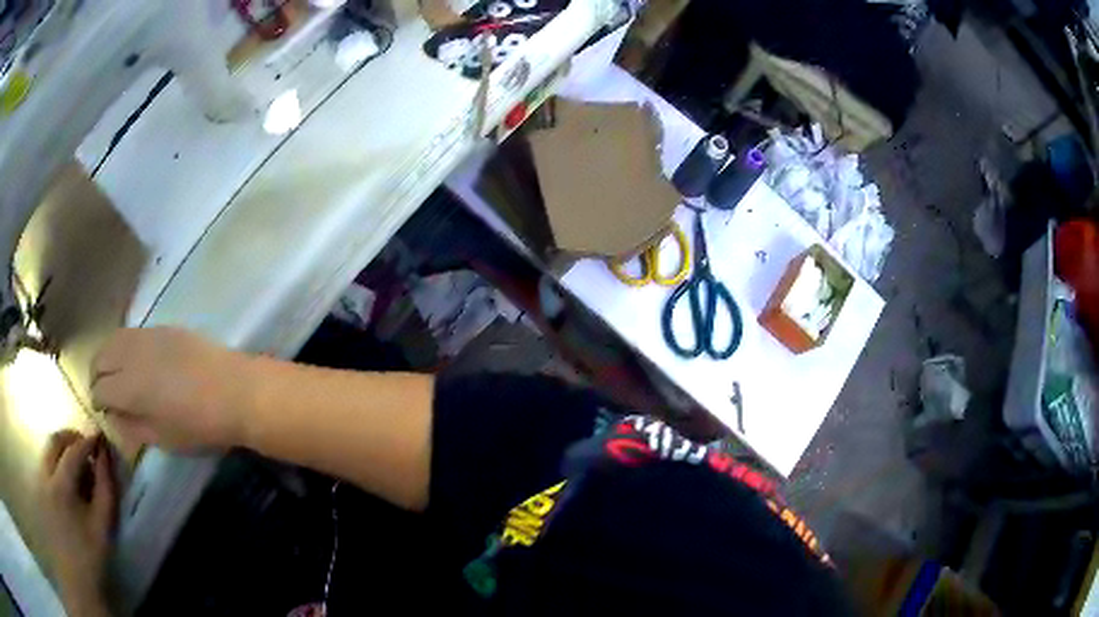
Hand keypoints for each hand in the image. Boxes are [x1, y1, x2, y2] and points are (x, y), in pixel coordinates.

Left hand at [39, 431, 114, 612]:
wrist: (77, 578)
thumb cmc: (91, 555)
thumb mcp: (103, 527)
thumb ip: (105, 489)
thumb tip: (105, 455)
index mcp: (61, 486)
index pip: (73, 451)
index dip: (87, 442)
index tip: (100, 439)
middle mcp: (46, 476)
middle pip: (54, 441)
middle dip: (70, 436)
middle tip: (86, 444)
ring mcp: (39, 480)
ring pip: (47, 450)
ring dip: (61, 448)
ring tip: (76, 463)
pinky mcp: (38, 488)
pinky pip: (44, 463)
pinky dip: (55, 461)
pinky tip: (65, 479)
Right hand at [91, 327, 254, 449]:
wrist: (234, 390)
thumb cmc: (198, 425)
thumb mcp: (162, 438)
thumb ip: (131, 427)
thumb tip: (113, 418)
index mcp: (128, 387)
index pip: (99, 388)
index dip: (98, 401)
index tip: (103, 410)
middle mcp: (131, 355)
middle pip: (100, 357)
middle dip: (96, 375)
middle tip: (103, 391)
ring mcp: (147, 336)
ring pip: (113, 340)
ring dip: (107, 356)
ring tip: (114, 373)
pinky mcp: (163, 327)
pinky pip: (133, 333)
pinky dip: (124, 345)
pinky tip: (134, 359)